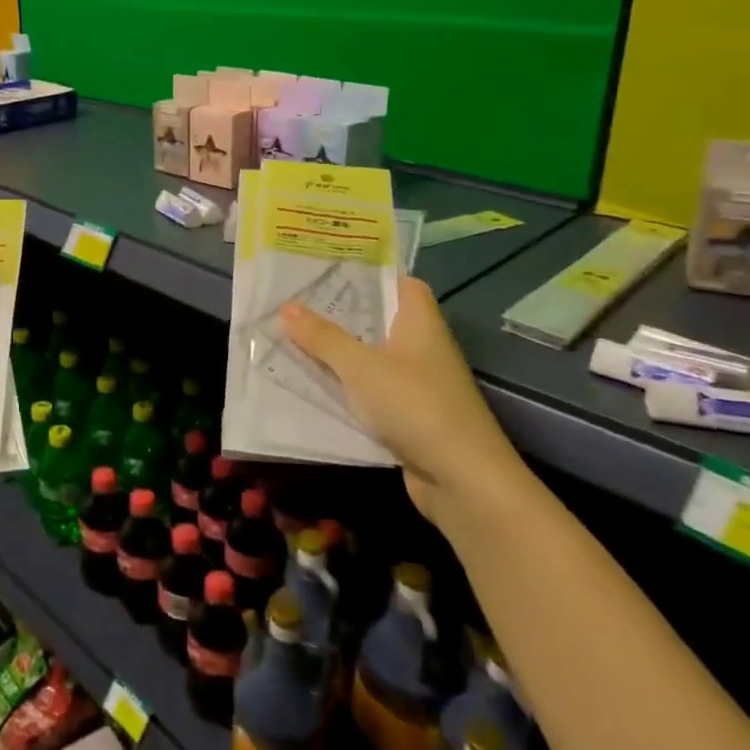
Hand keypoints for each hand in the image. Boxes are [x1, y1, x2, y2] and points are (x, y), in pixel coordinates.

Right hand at [282, 276, 528, 524]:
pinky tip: (310, 384)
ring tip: (291, 336)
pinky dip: (344, 387)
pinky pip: (369, 390)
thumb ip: (323, 337)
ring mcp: (416, 382)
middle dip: (339, 313)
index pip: (399, 282)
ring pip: (370, 357)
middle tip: (294, 301)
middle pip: (378, 319)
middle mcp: (421, 346)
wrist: (462, 480)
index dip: (368, 274)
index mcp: (420, 322)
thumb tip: (287, 306)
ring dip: (337, 352)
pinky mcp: (408, 415)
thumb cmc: (415, 406)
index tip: (327, 269)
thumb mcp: (361, 367)